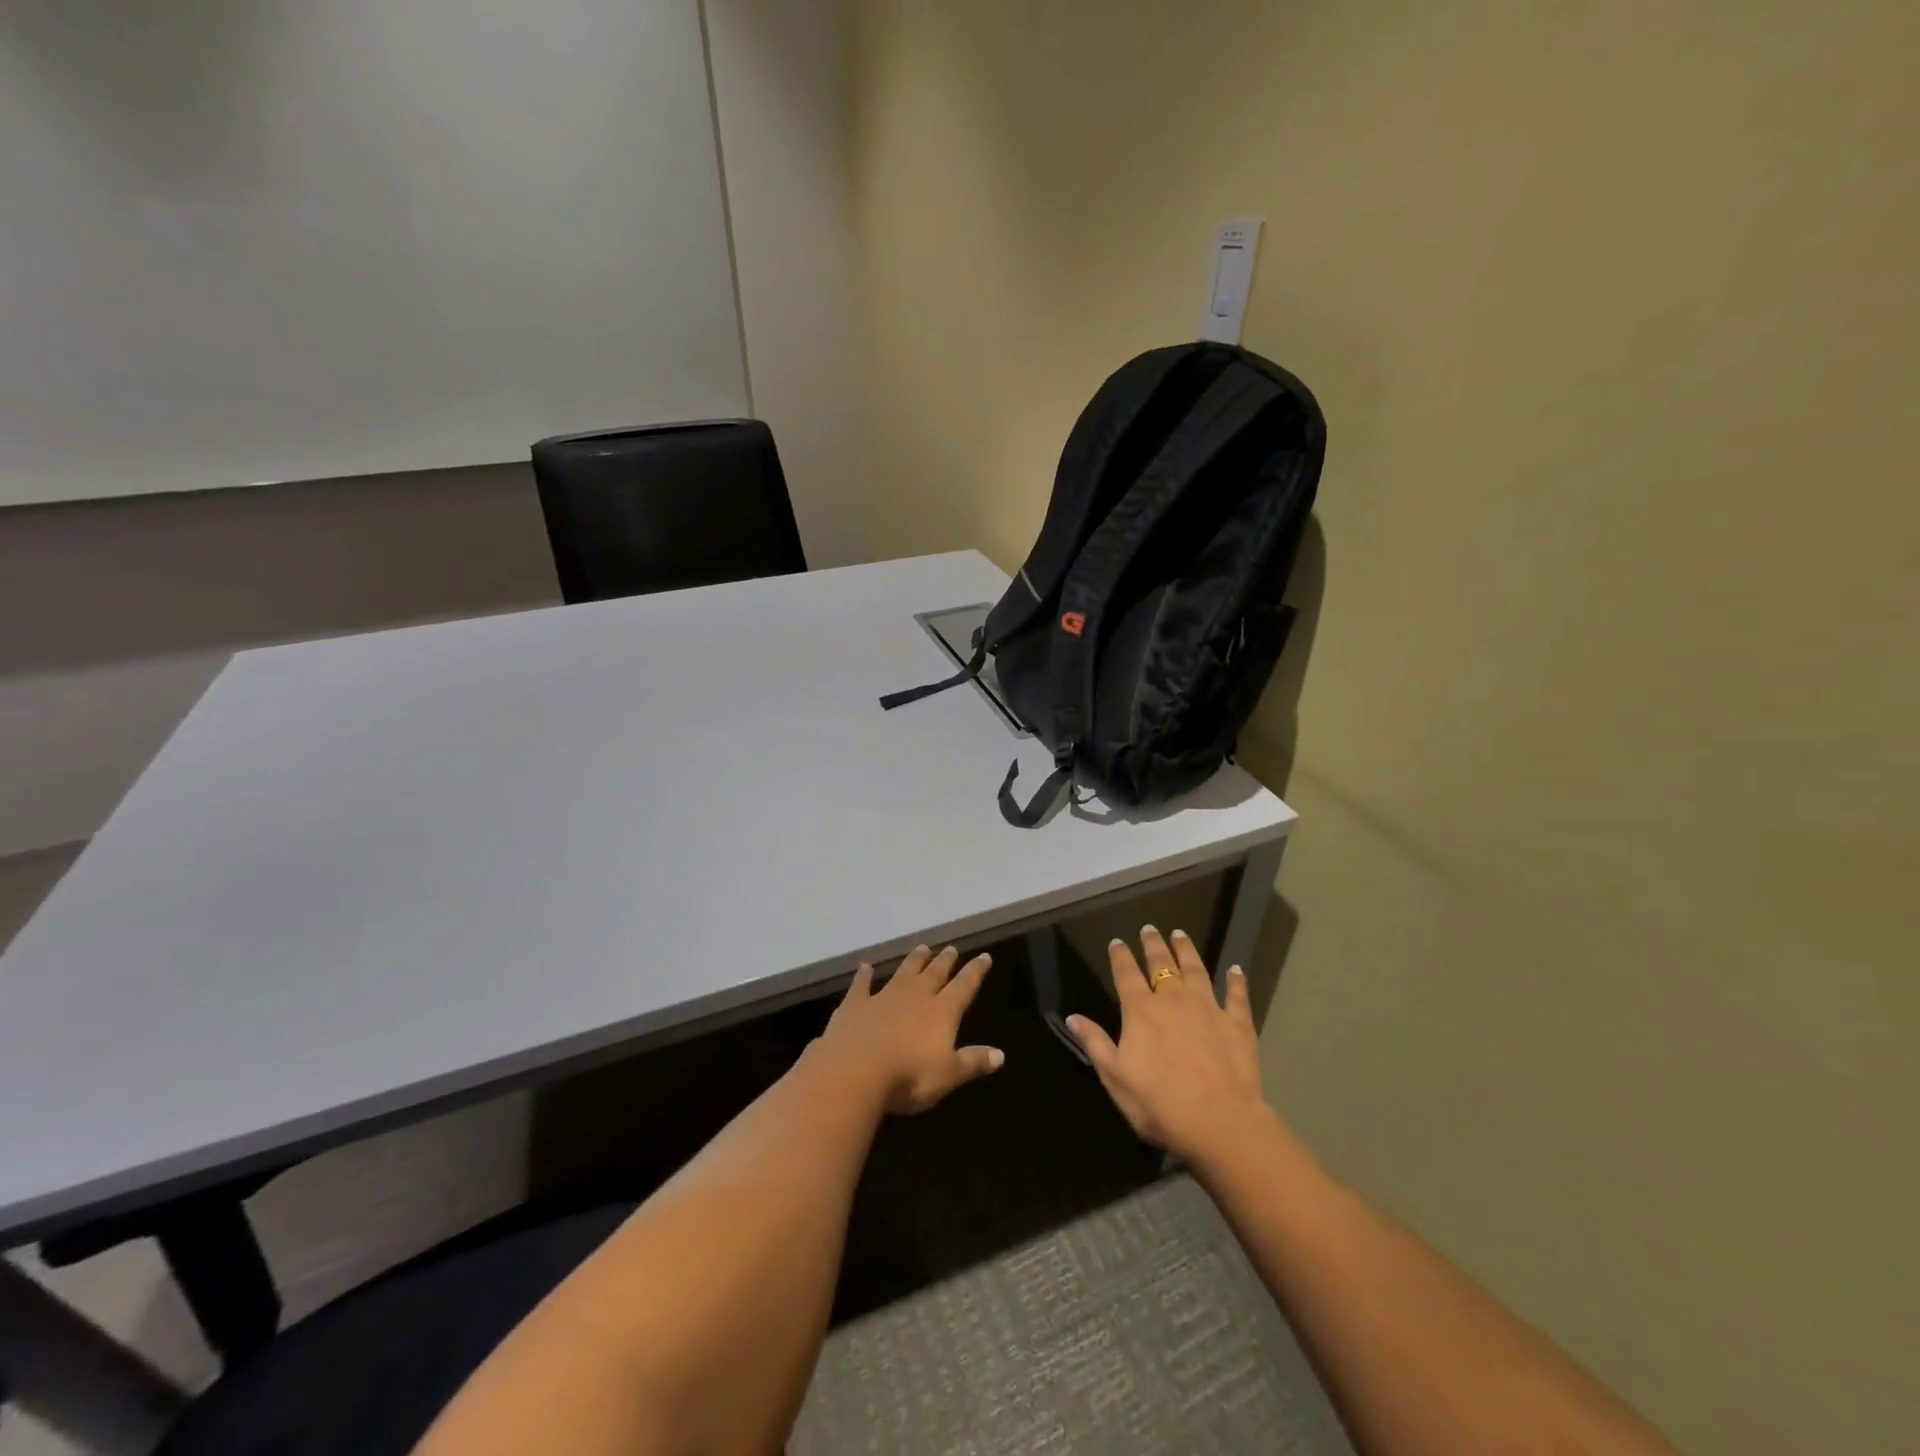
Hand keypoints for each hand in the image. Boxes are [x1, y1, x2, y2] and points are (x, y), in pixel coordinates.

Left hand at [816, 945, 1004, 1114]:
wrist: (855, 1070)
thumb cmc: (908, 1076)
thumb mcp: (948, 1075)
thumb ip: (973, 1062)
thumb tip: (1001, 1055)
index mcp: (941, 1012)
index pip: (964, 987)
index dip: (975, 972)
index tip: (984, 956)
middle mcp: (915, 997)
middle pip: (934, 974)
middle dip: (944, 961)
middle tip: (951, 948)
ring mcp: (883, 997)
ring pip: (903, 973)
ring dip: (913, 960)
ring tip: (922, 947)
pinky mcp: (855, 1005)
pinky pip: (861, 985)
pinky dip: (864, 975)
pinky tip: (865, 966)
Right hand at [1067, 926, 1276, 1166]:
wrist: (1220, 1123)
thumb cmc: (1160, 1104)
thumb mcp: (1115, 1078)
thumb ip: (1095, 1043)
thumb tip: (1072, 1017)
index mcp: (1141, 1011)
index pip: (1126, 974)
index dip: (1120, 956)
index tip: (1117, 941)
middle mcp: (1174, 1000)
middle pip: (1162, 964)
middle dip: (1154, 945)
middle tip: (1150, 928)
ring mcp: (1208, 1008)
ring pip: (1196, 970)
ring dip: (1187, 951)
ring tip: (1180, 935)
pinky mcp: (1237, 1024)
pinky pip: (1237, 996)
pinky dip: (1236, 981)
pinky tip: (1236, 970)